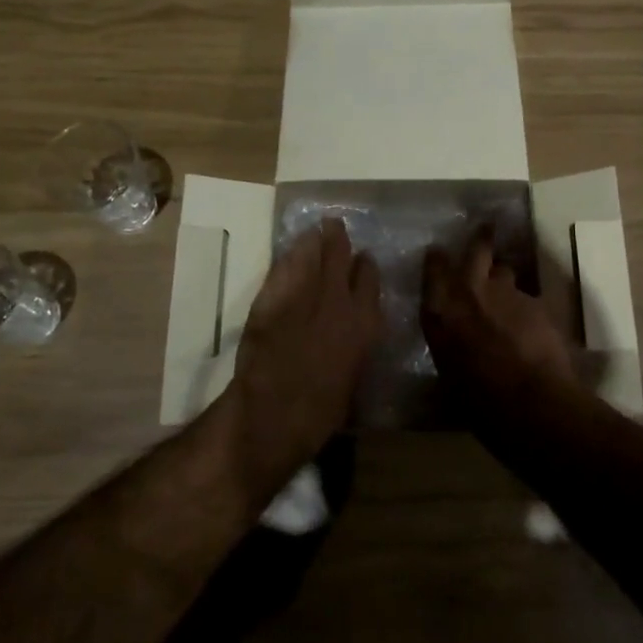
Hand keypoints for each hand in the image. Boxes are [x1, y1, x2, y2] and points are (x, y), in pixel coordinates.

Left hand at [231, 217, 382, 469]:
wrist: (273, 414)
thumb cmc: (321, 413)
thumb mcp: (352, 378)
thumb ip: (354, 347)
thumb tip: (352, 336)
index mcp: (364, 324)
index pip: (369, 279)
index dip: (365, 267)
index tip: (363, 260)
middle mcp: (338, 301)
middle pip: (340, 256)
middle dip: (338, 239)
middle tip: (333, 227)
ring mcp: (303, 295)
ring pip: (311, 254)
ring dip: (313, 242)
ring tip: (313, 232)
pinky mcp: (272, 298)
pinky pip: (283, 268)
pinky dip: (288, 258)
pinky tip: (289, 254)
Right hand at [421, 227, 578, 409]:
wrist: (528, 400)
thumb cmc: (477, 399)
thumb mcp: (447, 372)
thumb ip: (449, 344)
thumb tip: (454, 342)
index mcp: (439, 310)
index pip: (434, 268)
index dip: (438, 260)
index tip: (439, 254)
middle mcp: (469, 291)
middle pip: (477, 249)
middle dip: (481, 239)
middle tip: (485, 229)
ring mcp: (506, 292)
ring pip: (506, 271)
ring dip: (505, 278)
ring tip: (508, 292)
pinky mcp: (536, 301)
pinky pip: (528, 295)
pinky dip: (527, 306)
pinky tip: (532, 324)